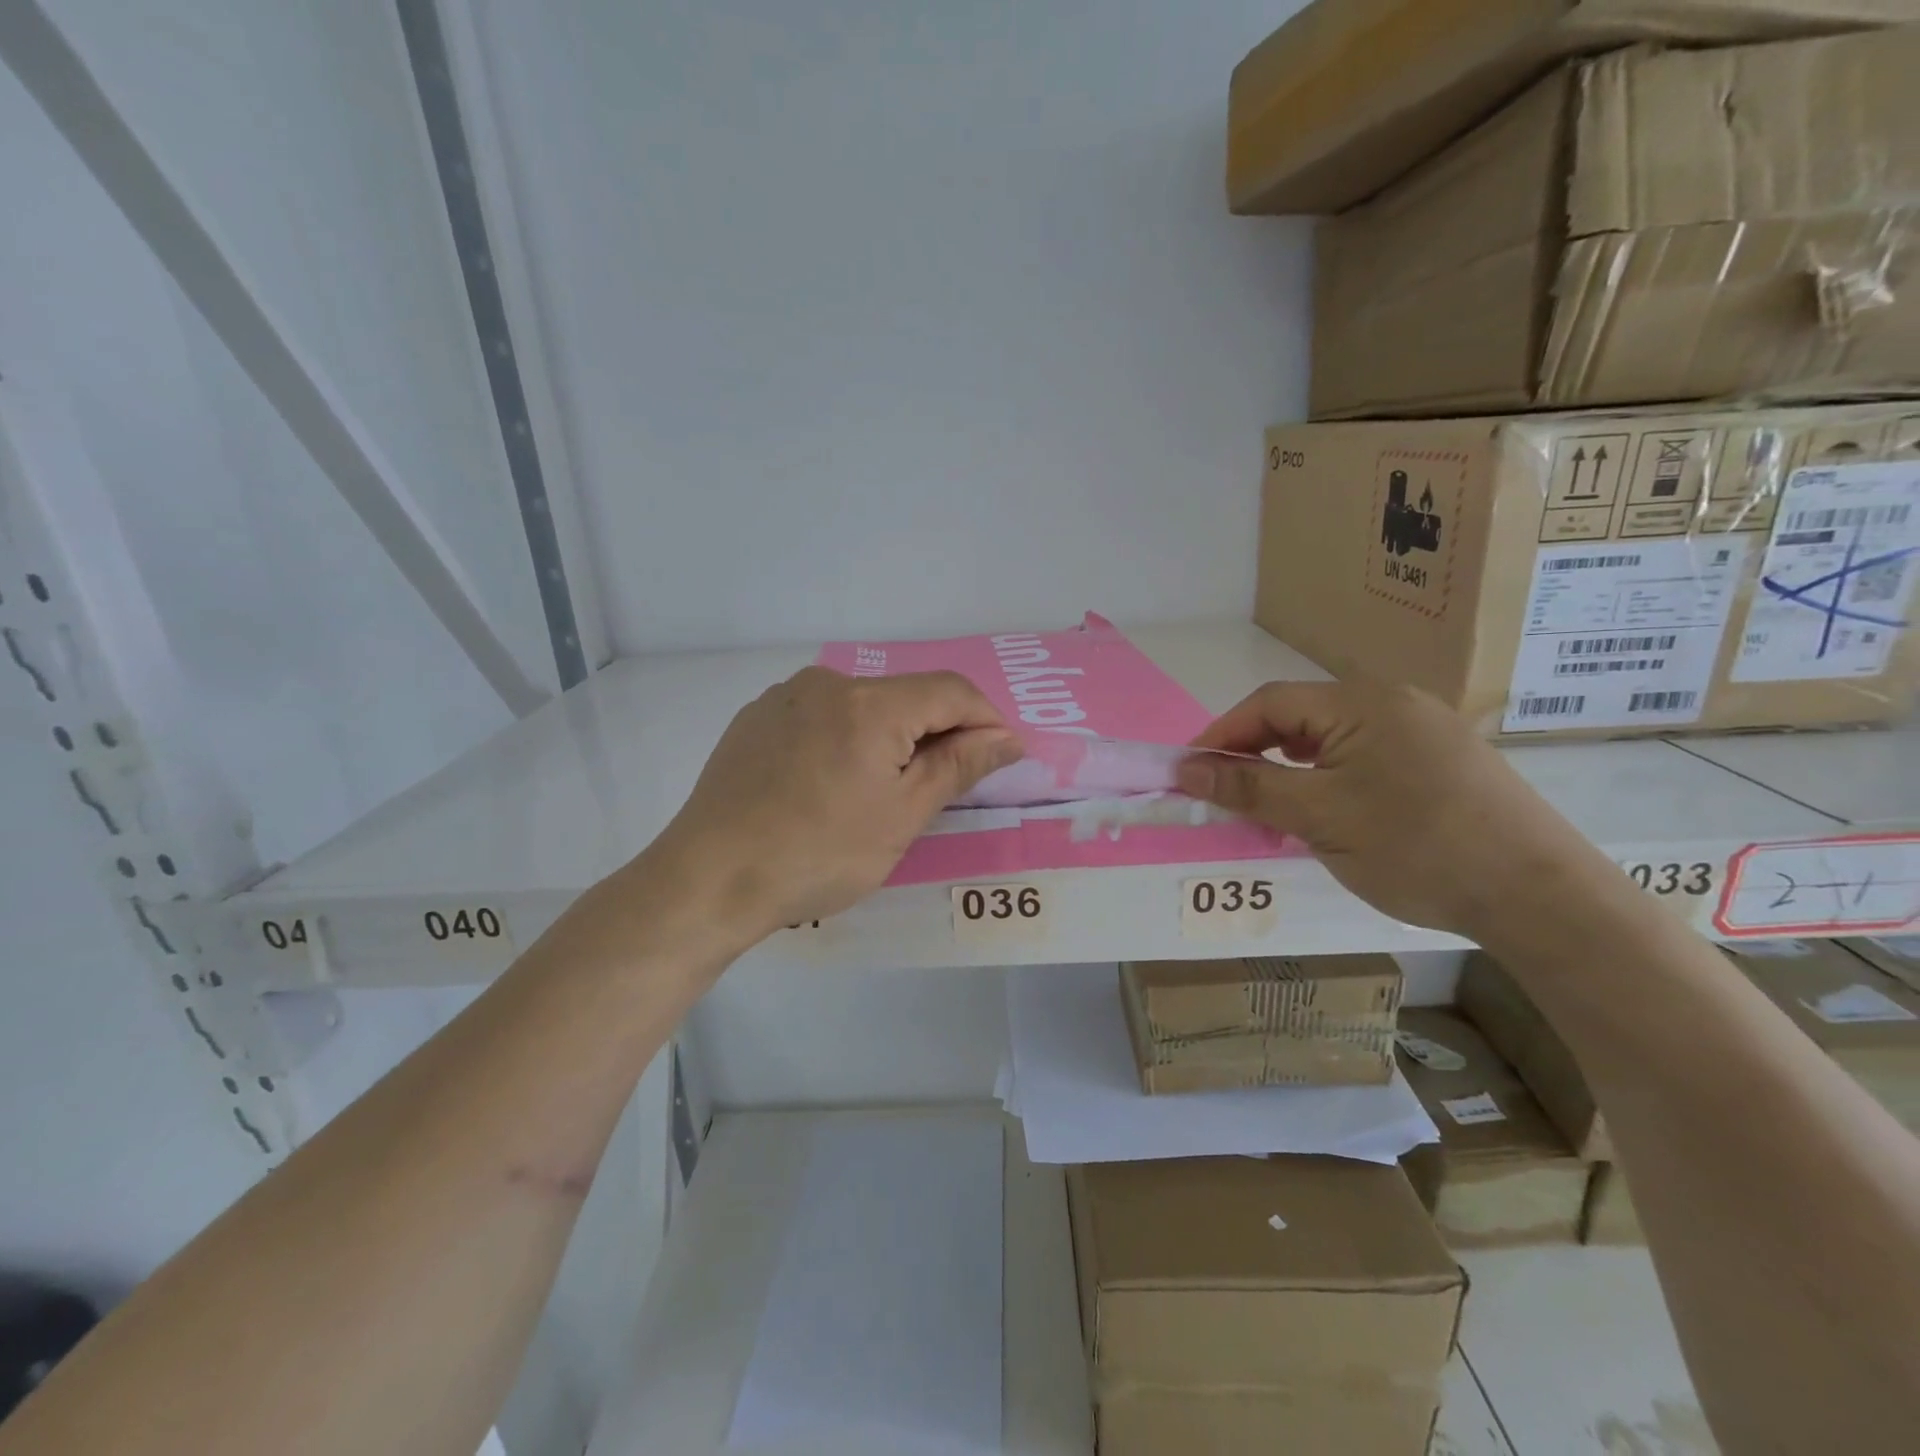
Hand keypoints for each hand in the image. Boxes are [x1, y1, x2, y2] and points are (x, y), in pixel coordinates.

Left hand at [650, 667, 1020, 942]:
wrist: (708, 879)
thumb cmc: (818, 854)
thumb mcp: (901, 816)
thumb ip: (959, 766)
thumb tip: (1007, 738)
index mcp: (870, 703)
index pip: (952, 692)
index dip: (986, 721)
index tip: (999, 759)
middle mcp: (828, 683)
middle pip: (907, 696)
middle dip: (936, 734)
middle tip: (940, 788)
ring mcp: (785, 697)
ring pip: (862, 706)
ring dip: (889, 738)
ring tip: (879, 793)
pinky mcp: (756, 718)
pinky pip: (821, 717)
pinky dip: (845, 740)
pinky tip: (829, 786)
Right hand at [1177, 679, 1602, 939]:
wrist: (1540, 897)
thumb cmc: (1416, 847)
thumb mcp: (1319, 817)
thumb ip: (1248, 788)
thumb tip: (1186, 769)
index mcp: (1362, 702)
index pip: (1269, 703)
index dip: (1221, 734)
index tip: (1189, 773)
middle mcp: (1394, 702)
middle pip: (1300, 716)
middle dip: (1253, 752)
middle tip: (1225, 794)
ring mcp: (1425, 731)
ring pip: (1332, 739)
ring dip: (1289, 768)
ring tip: (1270, 807)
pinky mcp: (1445, 762)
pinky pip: (1365, 756)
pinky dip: (1328, 778)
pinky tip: (1327, 811)